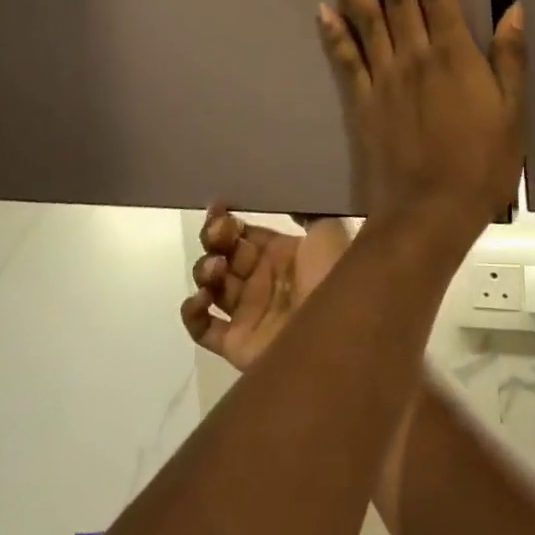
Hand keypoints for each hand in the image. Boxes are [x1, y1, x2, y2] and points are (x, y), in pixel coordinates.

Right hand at [180, 205, 352, 370]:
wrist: (341, 331)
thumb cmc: (335, 274)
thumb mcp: (329, 230)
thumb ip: (306, 210)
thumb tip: (285, 192)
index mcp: (282, 253)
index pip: (245, 233)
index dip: (228, 220)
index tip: (218, 208)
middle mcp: (262, 280)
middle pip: (224, 254)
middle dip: (214, 239)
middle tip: (218, 233)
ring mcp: (248, 312)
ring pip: (211, 285)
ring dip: (205, 270)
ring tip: (217, 267)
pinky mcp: (236, 343)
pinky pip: (201, 329)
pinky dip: (193, 313)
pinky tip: (202, 298)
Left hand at [318, 0, 525, 231]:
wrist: (429, 214)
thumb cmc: (481, 166)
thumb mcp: (513, 114)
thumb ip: (511, 59)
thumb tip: (515, 9)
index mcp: (454, 54)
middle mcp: (414, 55)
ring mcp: (383, 76)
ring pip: (365, 16)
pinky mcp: (361, 101)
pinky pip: (345, 59)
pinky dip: (333, 32)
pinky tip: (322, 7)